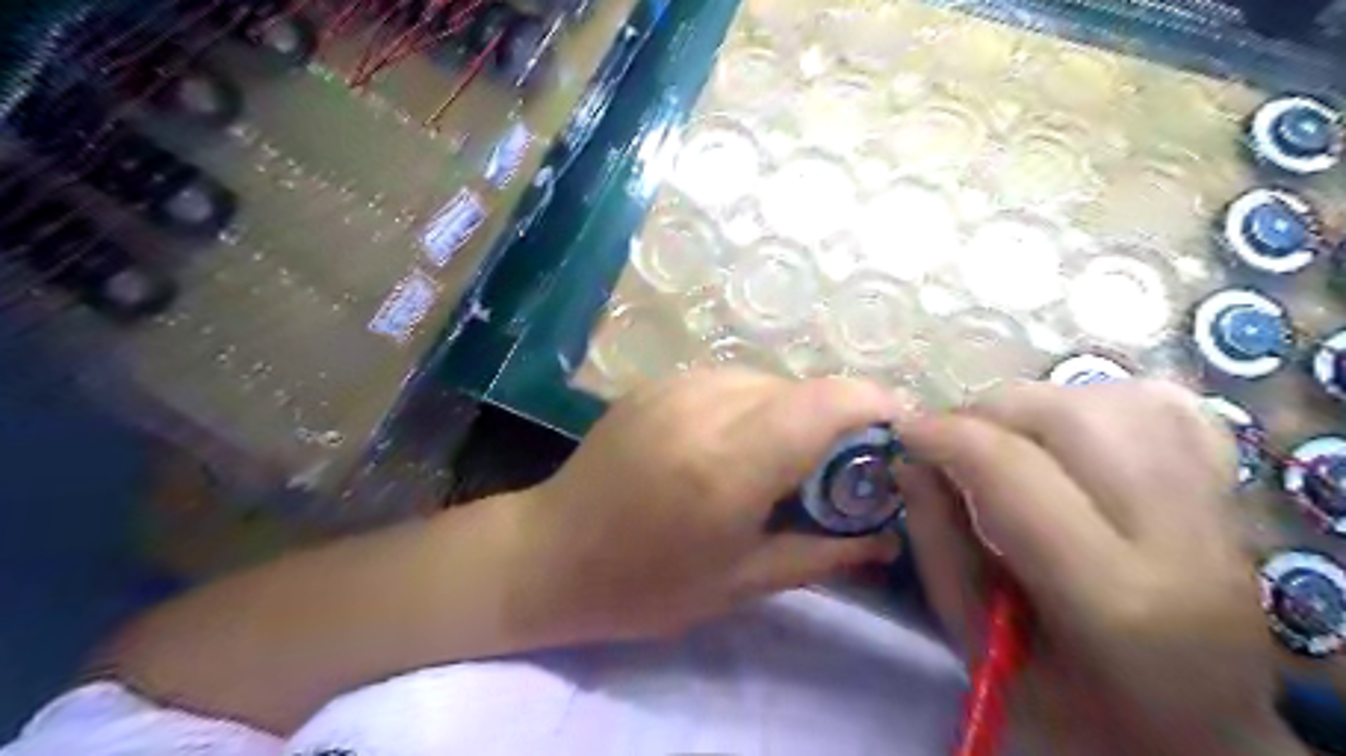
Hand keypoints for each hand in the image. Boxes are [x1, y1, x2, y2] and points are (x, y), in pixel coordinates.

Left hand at [511, 369, 908, 647]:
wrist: (550, 553)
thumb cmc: (645, 585)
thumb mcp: (742, 582)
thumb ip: (825, 552)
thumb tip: (889, 535)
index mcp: (729, 464)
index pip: (827, 402)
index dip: (876, 404)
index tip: (900, 432)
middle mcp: (705, 407)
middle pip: (802, 388)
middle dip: (836, 420)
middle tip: (840, 469)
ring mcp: (675, 386)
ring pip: (767, 380)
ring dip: (793, 413)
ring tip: (783, 460)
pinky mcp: (656, 382)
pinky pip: (729, 380)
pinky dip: (755, 405)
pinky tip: (737, 444)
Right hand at [892, 382, 1302, 754]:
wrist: (1200, 738)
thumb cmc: (1075, 712)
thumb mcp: (977, 646)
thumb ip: (936, 546)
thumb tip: (908, 461)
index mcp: (1112, 597)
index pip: (1015, 470)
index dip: (946, 435)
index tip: (903, 433)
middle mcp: (1178, 538)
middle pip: (1071, 416)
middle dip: (988, 412)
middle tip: (950, 439)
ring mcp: (1216, 510)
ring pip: (1118, 398)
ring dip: (1038, 404)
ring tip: (1004, 436)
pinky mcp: (1229, 494)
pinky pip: (1167, 408)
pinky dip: (1101, 400)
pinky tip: (1070, 429)